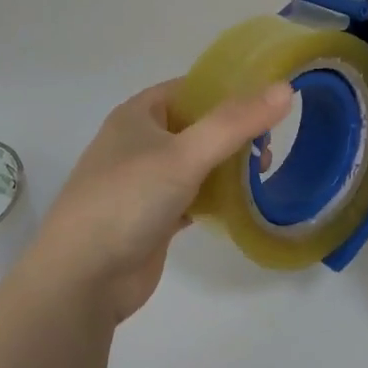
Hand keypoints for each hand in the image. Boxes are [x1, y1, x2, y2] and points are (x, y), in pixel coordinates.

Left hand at [27, 79, 292, 324]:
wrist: (81, 279)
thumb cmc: (128, 200)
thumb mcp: (184, 154)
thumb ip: (235, 123)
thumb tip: (285, 89)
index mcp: (139, 114)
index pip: (191, 87)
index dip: (229, 90)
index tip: (269, 101)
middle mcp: (140, 141)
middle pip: (198, 125)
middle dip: (234, 133)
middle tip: (267, 149)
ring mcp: (145, 182)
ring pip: (197, 163)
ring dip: (228, 167)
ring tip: (261, 174)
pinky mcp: (153, 218)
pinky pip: (193, 196)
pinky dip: (216, 198)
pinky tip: (242, 205)